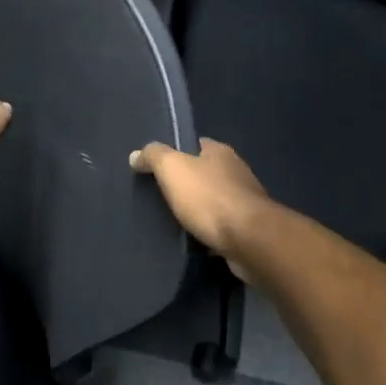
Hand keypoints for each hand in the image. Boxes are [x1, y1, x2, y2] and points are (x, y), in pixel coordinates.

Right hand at [130, 138, 274, 277]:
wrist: (249, 239)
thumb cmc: (209, 198)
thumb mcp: (173, 169)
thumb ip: (154, 157)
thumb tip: (136, 154)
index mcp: (220, 152)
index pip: (196, 145)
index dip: (177, 152)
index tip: (158, 166)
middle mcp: (236, 171)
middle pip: (206, 172)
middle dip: (187, 182)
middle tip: (160, 195)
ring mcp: (245, 201)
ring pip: (215, 200)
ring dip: (199, 208)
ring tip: (174, 219)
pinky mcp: (249, 228)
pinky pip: (222, 225)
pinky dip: (209, 229)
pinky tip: (194, 238)